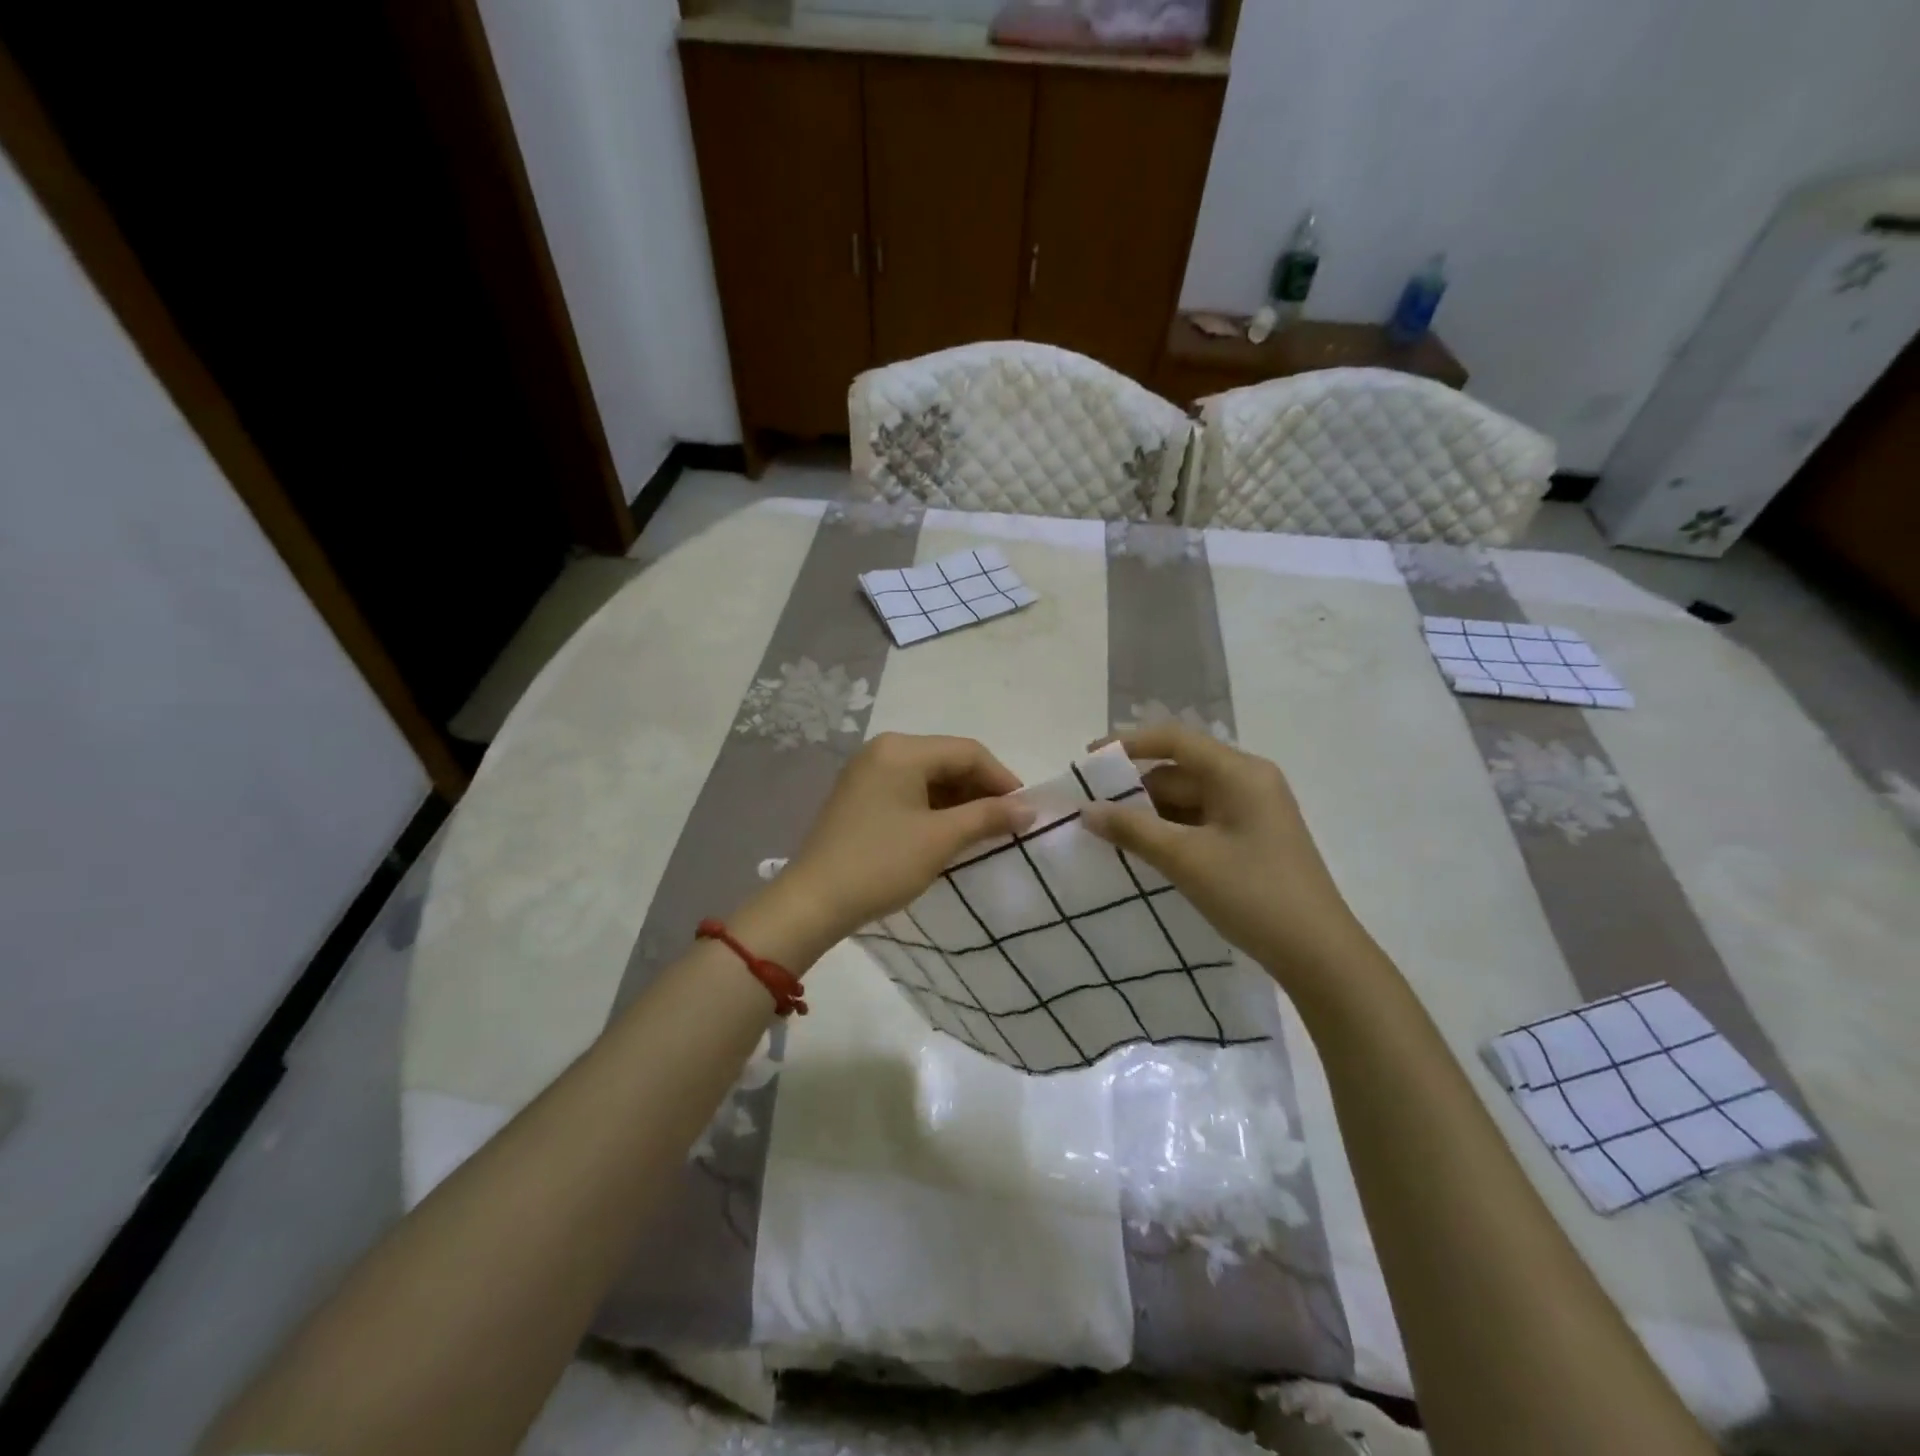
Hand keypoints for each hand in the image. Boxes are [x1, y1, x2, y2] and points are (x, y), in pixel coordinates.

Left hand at [776, 733, 1033, 947]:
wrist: (814, 901)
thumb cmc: (881, 863)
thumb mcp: (940, 838)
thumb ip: (988, 816)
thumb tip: (1029, 809)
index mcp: (901, 750)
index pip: (967, 752)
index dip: (1002, 779)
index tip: (1025, 811)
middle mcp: (883, 750)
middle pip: (947, 760)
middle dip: (981, 789)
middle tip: (1007, 823)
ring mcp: (868, 773)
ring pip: (929, 777)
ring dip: (959, 800)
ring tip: (983, 831)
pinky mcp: (860, 796)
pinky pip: (909, 791)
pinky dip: (935, 808)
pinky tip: (950, 832)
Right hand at [1080, 723, 1377, 996]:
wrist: (1319, 955)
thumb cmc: (1253, 894)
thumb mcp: (1186, 859)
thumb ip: (1132, 829)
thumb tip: (1086, 810)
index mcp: (1239, 773)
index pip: (1175, 740)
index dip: (1127, 744)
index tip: (1088, 760)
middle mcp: (1247, 782)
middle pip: (1179, 770)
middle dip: (1134, 788)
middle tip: (1089, 807)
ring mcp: (1251, 812)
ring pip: (1187, 799)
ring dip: (1149, 813)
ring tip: (1106, 832)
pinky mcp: (1250, 839)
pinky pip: (1199, 822)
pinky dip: (1169, 831)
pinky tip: (1141, 850)